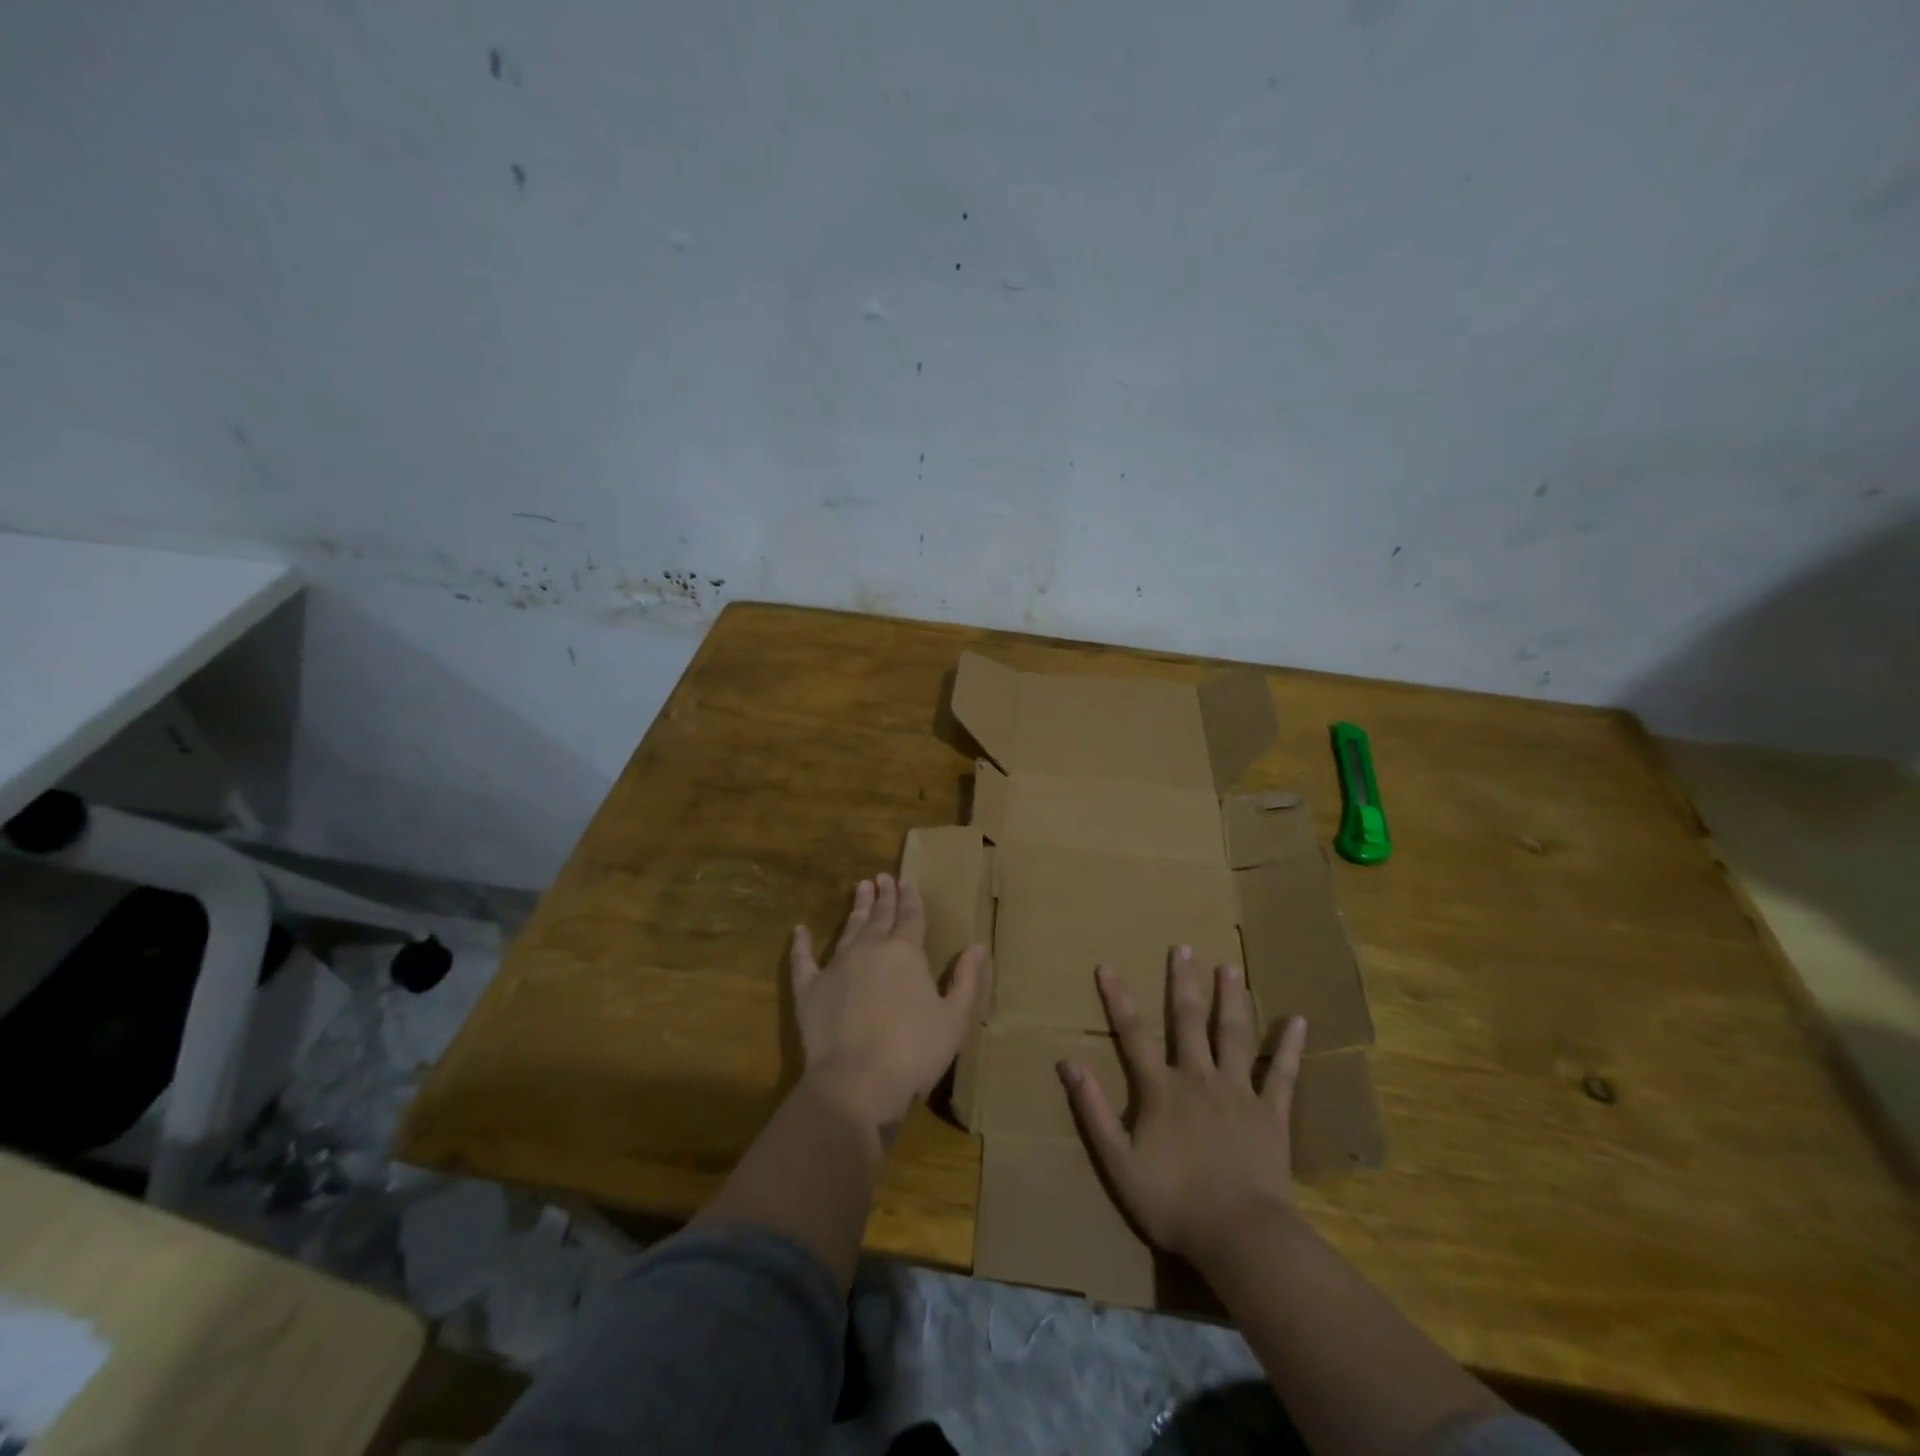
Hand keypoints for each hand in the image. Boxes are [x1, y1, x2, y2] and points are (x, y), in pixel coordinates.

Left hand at [790, 873, 987, 1133]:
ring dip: (856, 908)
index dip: (911, 899)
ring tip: (860, 888)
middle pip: (880, 916)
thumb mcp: (954, 1018)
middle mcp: (870, 949)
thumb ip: (968, 979)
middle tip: (882, 877)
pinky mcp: (810, 989)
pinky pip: (803, 959)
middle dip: (884, 896)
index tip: (907, 882)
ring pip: (849, 929)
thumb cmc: (914, 1052)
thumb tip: (979, 945)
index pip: (911, 917)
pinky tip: (799, 930)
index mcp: (906, 952)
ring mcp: (837, 966)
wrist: (856, 1082)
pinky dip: (800, 944)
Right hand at [1057, 946, 1308, 1265]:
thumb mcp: (1117, 1161)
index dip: (1118, 999)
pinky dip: (1290, 1047)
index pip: (1133, 1034)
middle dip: (1183, 982)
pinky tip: (1299, 1021)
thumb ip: (1093, 1109)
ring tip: (1230, 968)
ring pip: (1234, 1035)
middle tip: (1184, 947)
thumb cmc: (1173, 1202)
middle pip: (1189, 1021)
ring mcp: (1238, 1093)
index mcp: (1160, 1089)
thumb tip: (1067, 1062)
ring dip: (1231, 1000)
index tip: (1107, 966)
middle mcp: (1199, 1078)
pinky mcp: (1271, 1114)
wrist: (1240, 1236)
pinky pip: (1282, 1075)